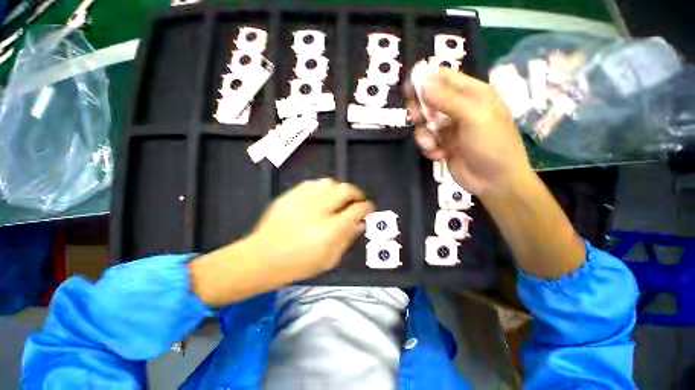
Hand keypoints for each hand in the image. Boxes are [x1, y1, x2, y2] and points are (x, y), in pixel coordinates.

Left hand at [190, 178, 373, 306]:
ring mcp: (303, 200)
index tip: (369, 208)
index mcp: (331, 230)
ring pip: (330, 183)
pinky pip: (313, 183)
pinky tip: (323, 195)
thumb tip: (361, 223)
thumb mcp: (330, 259)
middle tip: (358, 199)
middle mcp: (319, 210)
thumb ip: (348, 239)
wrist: (262, 258)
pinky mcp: (290, 195)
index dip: (367, 207)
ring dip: (340, 189)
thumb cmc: (299, 264)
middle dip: (357, 193)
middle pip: (346, 190)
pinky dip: (323, 187)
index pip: (357, 210)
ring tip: (341, 197)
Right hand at [405, 67, 532, 196]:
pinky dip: (429, 147)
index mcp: (473, 94)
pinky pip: (428, 140)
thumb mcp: (473, 117)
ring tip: (431, 144)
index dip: (425, 80)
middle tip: (415, 117)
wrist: (495, 181)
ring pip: (426, 123)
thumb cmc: (491, 144)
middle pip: (431, 100)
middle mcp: (460, 108)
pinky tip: (438, 154)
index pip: (445, 78)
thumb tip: (423, 81)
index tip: (408, 88)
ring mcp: (451, 128)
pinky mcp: (444, 145)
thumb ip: (447, 99)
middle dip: (421, 109)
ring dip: (424, 134)